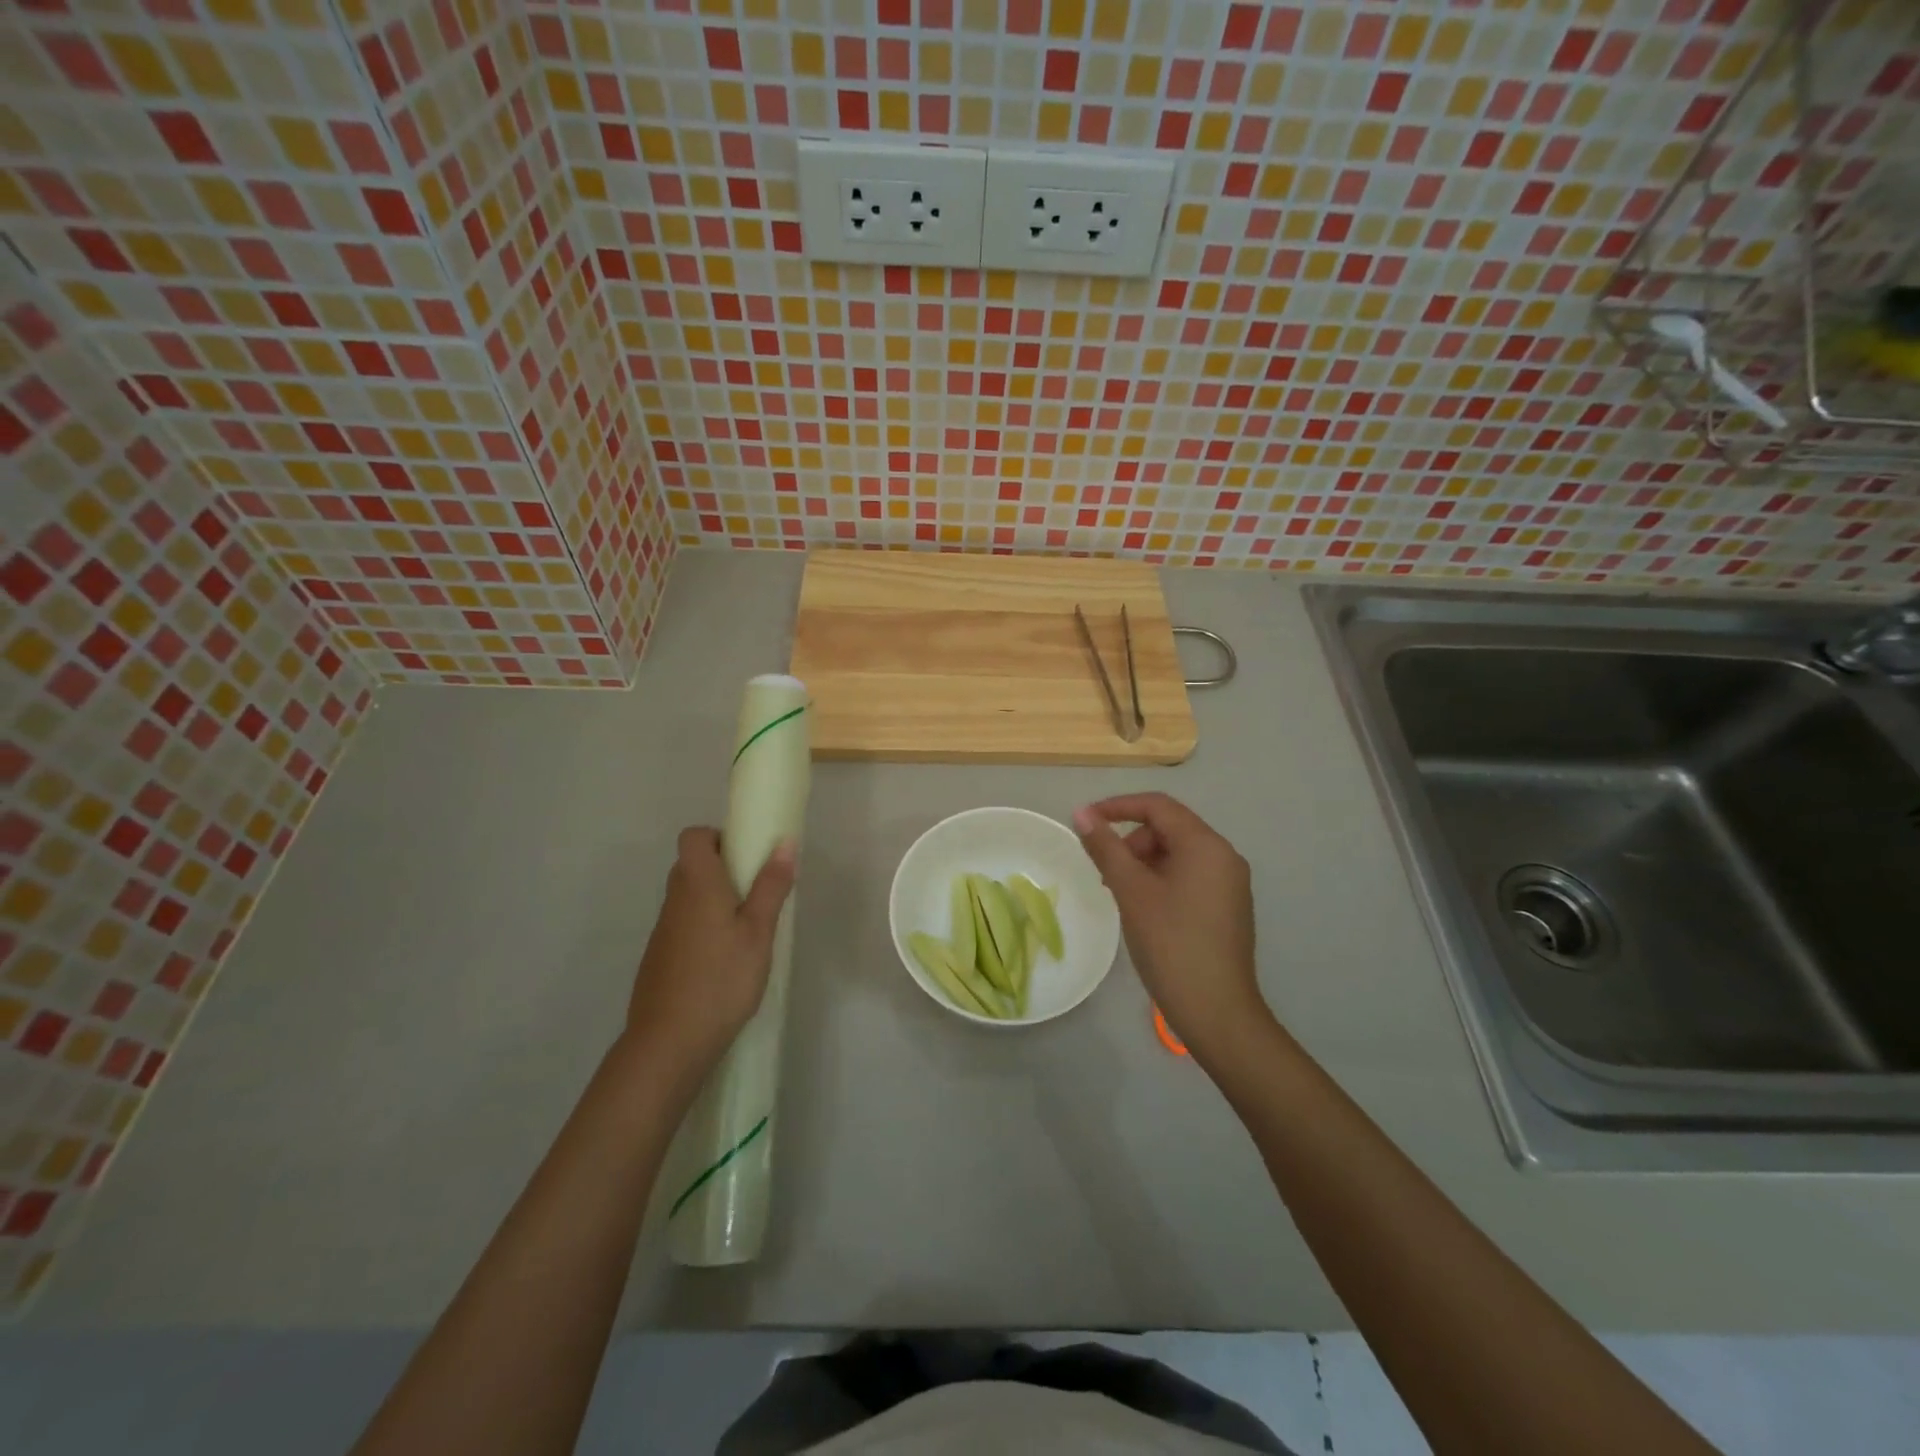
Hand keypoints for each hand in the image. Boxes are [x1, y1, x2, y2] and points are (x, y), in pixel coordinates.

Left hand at [626, 828, 795, 1067]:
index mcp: (697, 884)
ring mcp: (663, 932)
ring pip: (687, 897)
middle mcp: (674, 901)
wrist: (668, 1043)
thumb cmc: (721, 979)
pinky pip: (683, 925)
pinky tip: (725, 960)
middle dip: (723, 868)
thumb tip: (785, 842)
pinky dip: (703, 928)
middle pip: (691, 865)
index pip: (693, 837)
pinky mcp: (659, 959)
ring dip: (714, 900)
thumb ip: (771, 886)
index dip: (718, 837)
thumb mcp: (758, 932)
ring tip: (747, 929)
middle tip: (756, 891)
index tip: (747, 856)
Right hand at [1073, 794, 1269, 1061]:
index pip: (1158, 806)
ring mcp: (1230, 883)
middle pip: (1169, 828)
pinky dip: (1161, 879)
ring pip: (1178, 853)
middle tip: (1104, 873)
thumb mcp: (1131, 891)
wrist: (1217, 1011)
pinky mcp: (1228, 907)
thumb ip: (1106, 848)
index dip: (1118, 806)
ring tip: (1120, 894)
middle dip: (1131, 841)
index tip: (1085, 821)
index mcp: (1205, 845)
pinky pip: (1189, 876)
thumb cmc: (1170, 944)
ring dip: (1143, 862)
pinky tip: (1144, 908)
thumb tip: (1082, 813)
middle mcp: (1224, 856)